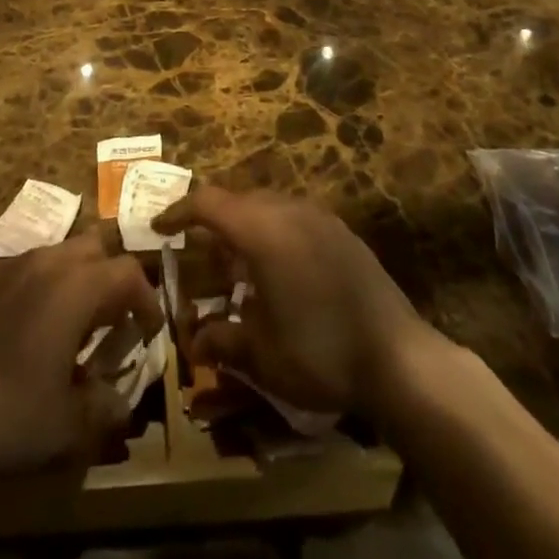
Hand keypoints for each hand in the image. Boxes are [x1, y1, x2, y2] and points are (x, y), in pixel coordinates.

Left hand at [0, 231, 163, 478]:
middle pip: (91, 247)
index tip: (148, 329)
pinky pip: (11, 273)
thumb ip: (103, 407)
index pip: (127, 272)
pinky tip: (14, 329)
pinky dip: (26, 290)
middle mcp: (43, 263)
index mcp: (76, 286)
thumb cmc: (11, 413)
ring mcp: (3, 268)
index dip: (145, 298)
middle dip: (107, 276)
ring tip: (61, 323)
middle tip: (107, 318)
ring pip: (50, 254)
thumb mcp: (68, 423)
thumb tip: (120, 402)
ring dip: (66, 279)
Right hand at [151, 187, 429, 418]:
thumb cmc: (319, 352)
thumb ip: (222, 340)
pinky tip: (279, 273)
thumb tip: (194, 340)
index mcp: (261, 230)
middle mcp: (288, 210)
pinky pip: (293, 218)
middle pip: (238, 201)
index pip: (208, 203)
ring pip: (267, 206)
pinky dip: (274, 233)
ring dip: (246, 228)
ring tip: (238, 268)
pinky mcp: (341, 231)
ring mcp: (319, 216)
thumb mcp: (261, 355)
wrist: (398, 357)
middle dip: (213, 223)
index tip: (160, 229)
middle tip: (199, 257)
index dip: (179, 212)